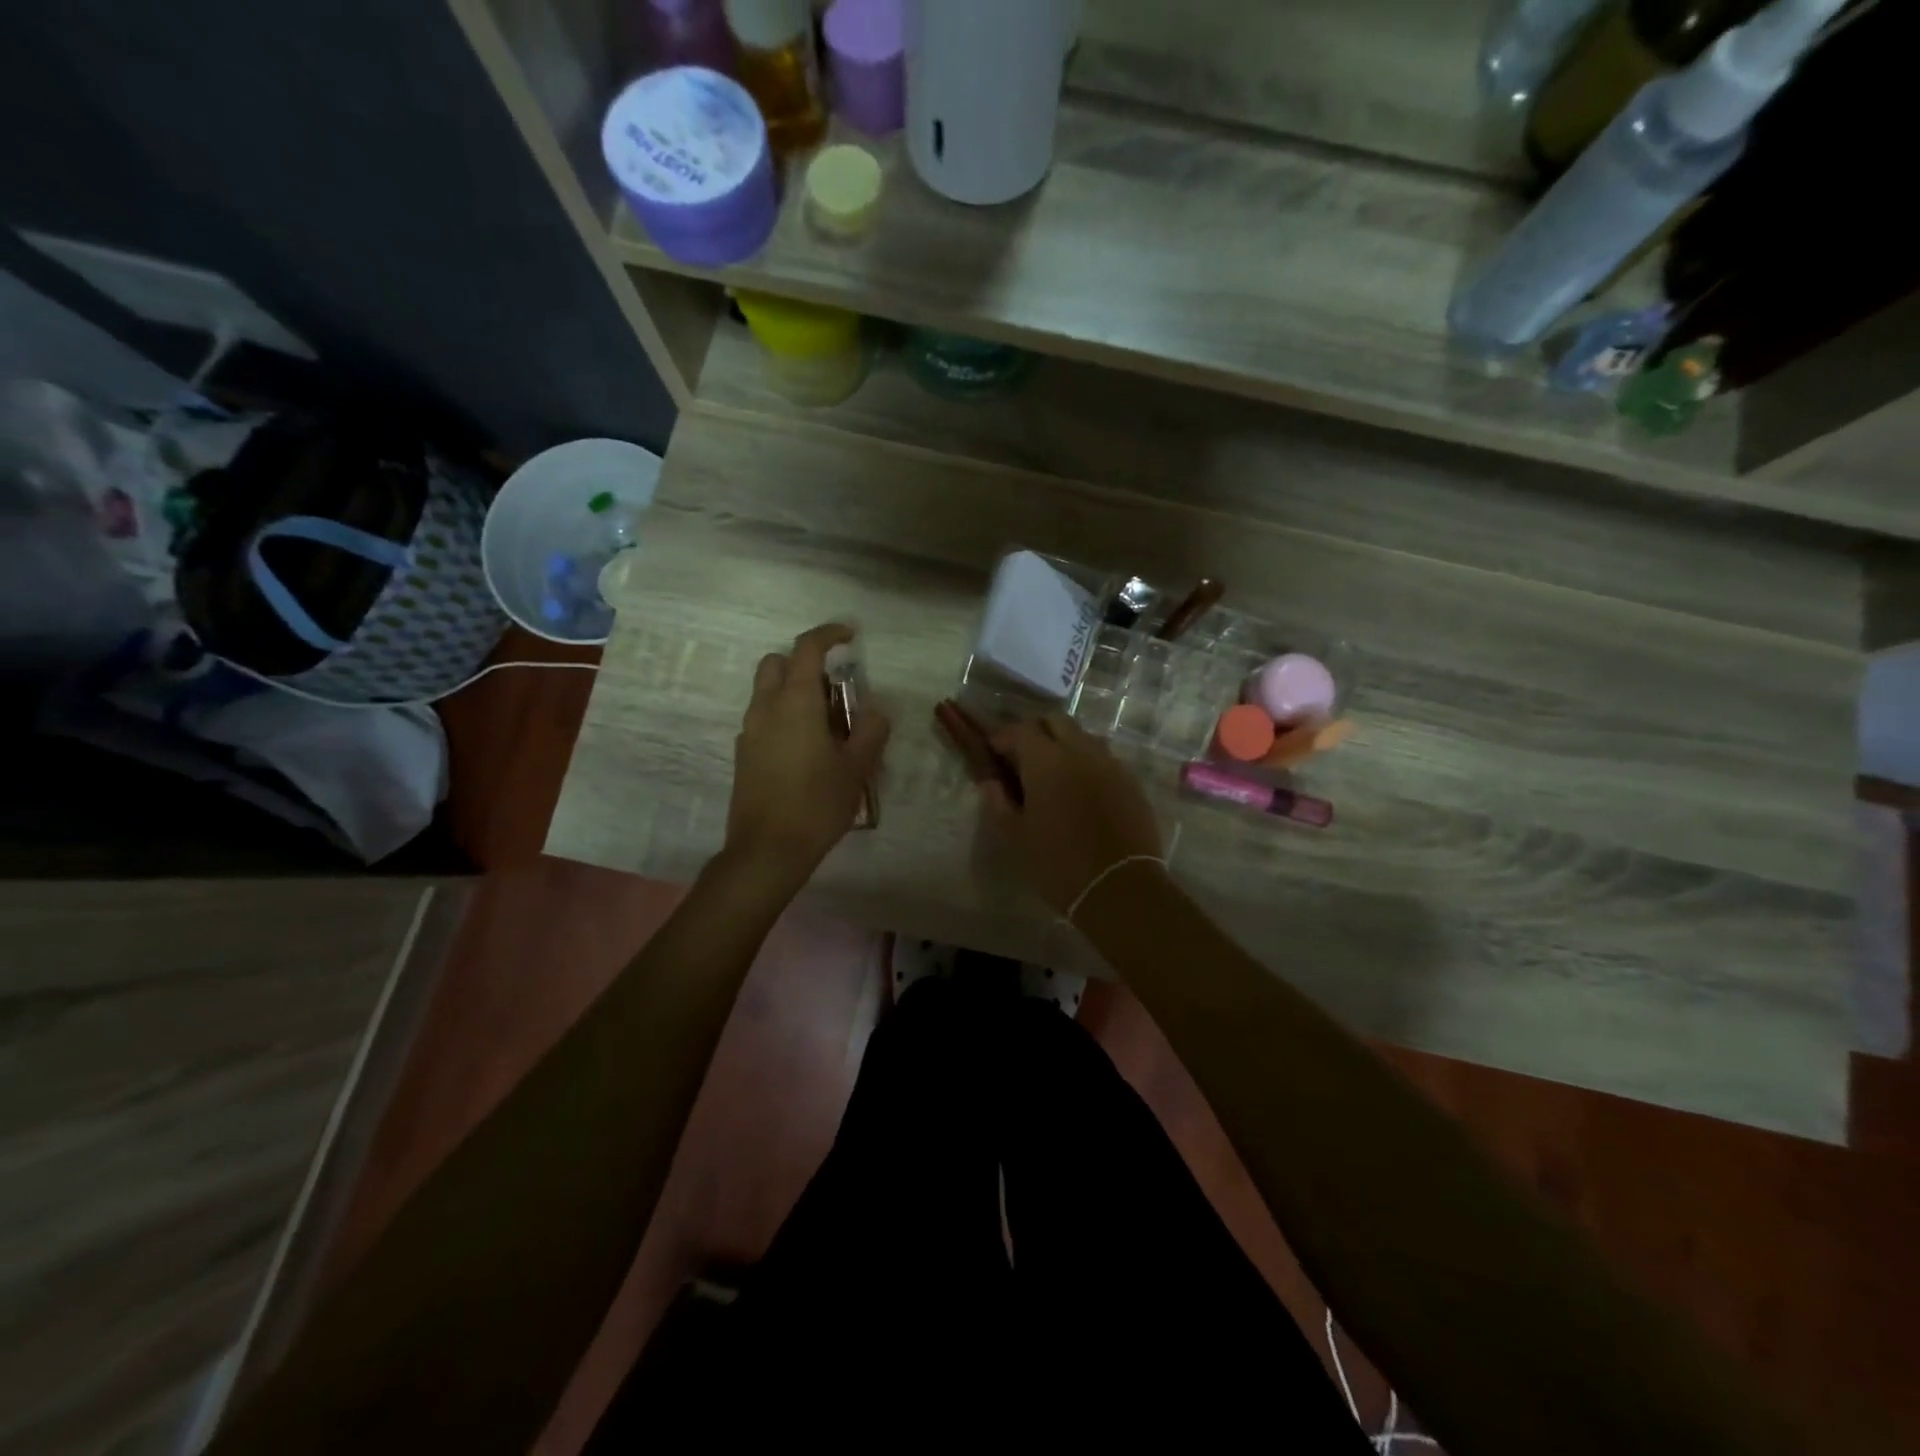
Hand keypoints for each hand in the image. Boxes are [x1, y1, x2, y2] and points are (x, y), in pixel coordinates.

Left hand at [725, 623, 889, 894]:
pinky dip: (783, 716)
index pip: (807, 648)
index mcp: (795, 702)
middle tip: (835, 690)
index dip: (829, 634)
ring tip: (826, 726)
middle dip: (804, 663)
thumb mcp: (857, 768)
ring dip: (794, 692)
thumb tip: (874, 711)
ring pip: (767, 692)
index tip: (850, 636)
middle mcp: (766, 708)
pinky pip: (763, 719)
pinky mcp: (743, 754)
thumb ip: (870, 731)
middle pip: (777, 663)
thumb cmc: (817, 804)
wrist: (767, 851)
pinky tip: (805, 751)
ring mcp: (750, 731)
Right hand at [979, 713, 1163, 916]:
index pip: (1021, 730)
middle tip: (1022, 759)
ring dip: (1063, 745)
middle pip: (1055, 722)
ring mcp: (1111, 764)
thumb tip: (990, 782)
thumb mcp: (1017, 837)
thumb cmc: (1059, 864)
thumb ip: (999, 802)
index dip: (1003, 737)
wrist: (1120, 889)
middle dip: (1035, 732)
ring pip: (1082, 737)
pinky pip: (1103, 759)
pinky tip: (1080, 792)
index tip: (993, 753)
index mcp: (1047, 761)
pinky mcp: (1131, 782)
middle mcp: (1081, 752)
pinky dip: (1086, 764)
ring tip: (1052, 775)